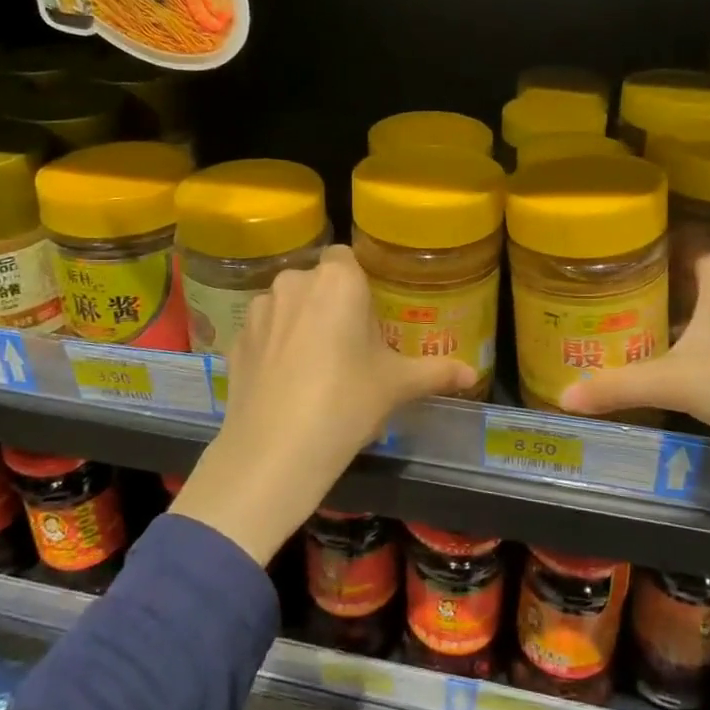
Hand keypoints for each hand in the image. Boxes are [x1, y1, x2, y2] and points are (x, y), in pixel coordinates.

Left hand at [170, 246, 474, 565]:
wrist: (275, 450)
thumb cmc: (346, 402)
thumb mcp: (396, 386)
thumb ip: (436, 372)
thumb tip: (472, 375)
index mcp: (337, 280)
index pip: (347, 258)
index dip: (357, 283)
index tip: (368, 314)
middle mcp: (294, 282)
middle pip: (316, 281)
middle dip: (330, 302)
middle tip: (348, 344)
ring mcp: (259, 310)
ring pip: (287, 304)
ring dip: (300, 321)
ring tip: (314, 366)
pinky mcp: (236, 340)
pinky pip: (264, 332)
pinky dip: (274, 346)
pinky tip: (285, 382)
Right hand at [559, 253, 709, 464]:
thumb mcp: (674, 383)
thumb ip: (617, 386)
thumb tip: (562, 398)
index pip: (673, 245)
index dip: (639, 254)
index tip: (603, 267)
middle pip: (686, 275)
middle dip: (651, 288)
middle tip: (606, 301)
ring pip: (707, 301)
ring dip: (676, 313)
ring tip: (631, 324)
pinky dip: (699, 332)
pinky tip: (676, 355)